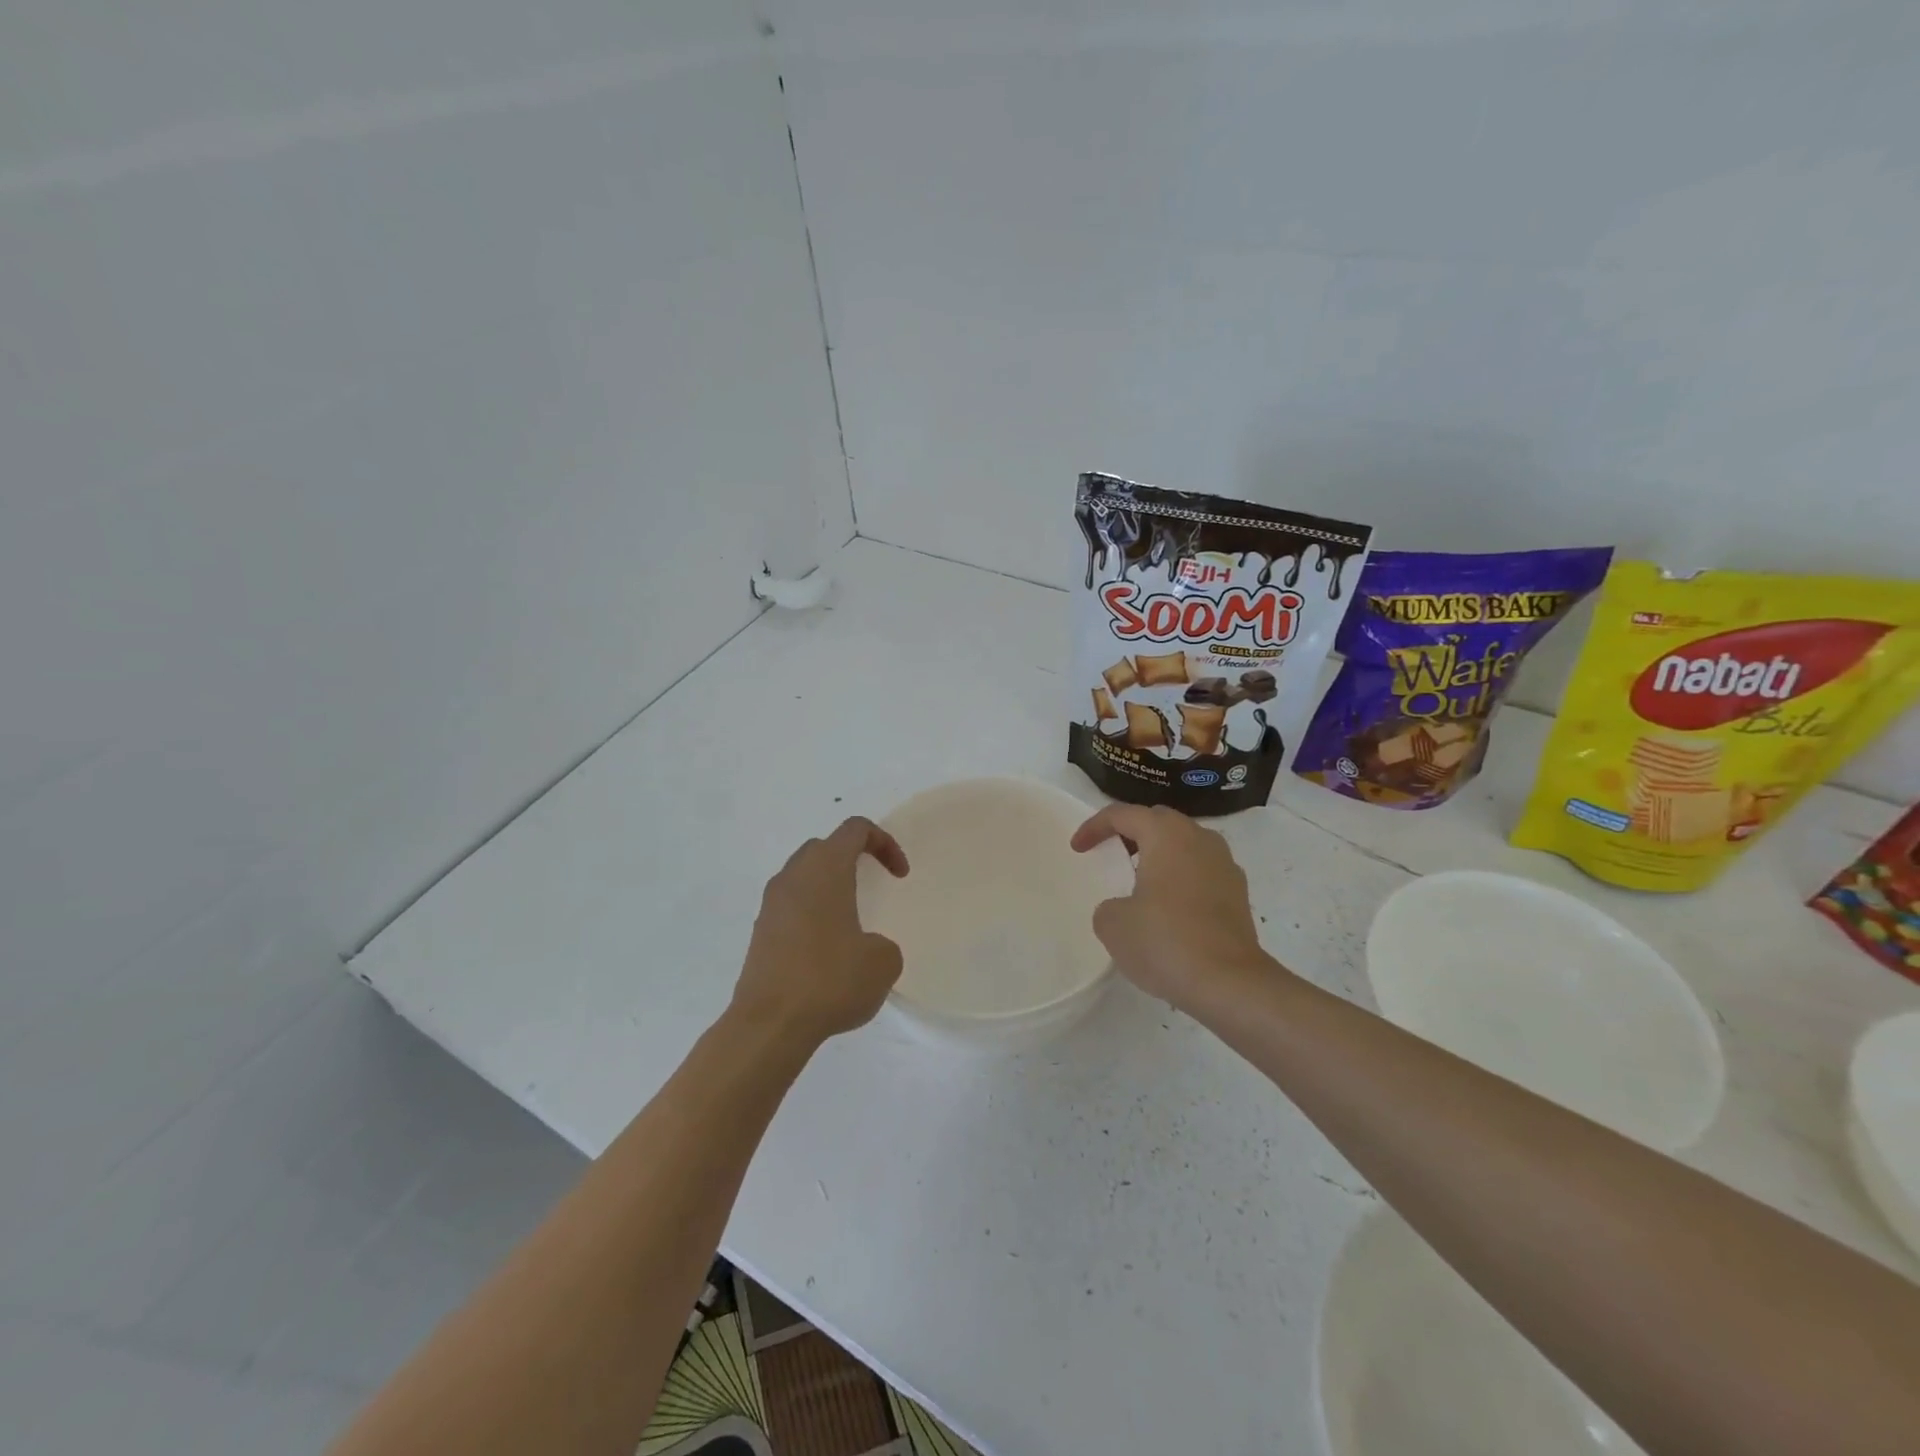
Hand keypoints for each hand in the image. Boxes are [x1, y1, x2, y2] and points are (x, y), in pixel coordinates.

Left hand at [732, 817, 910, 1045]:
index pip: (855, 829)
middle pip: (824, 847)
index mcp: (825, 869)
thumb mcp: (883, 962)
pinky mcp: (760, 933)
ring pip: (802, 876)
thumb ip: (883, 944)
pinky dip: (811, 913)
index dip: (884, 843)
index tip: (899, 876)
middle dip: (852, 858)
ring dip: (828, 887)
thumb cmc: (830, 980)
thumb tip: (866, 947)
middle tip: (873, 884)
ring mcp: (771, 905)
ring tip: (850, 919)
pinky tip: (825, 949)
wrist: (769, 1024)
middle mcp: (793, 877)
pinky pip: (790, 906)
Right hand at [1070, 803, 1280, 1011]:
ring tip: (1140, 881)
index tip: (1078, 848)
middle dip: (1131, 832)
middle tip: (1111, 853)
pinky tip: (1170, 908)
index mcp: (1166, 834)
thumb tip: (1127, 908)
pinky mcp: (1239, 893)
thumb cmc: (1165, 941)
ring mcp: (1225, 865)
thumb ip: (1110, 905)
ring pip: (1185, 845)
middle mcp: (1200, 838)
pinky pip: (1202, 871)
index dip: (1094, 827)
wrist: (1229, 983)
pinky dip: (1181, 878)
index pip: (1123, 814)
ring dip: (1160, 855)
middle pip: (1159, 821)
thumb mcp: (1112, 924)